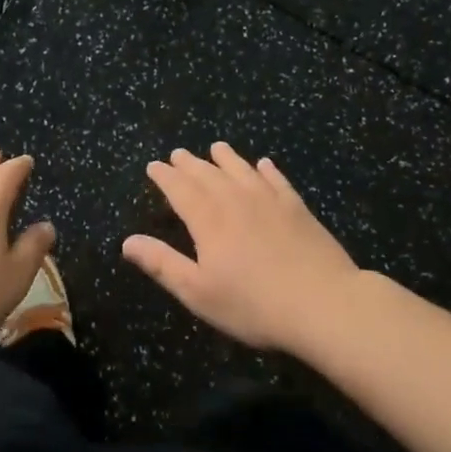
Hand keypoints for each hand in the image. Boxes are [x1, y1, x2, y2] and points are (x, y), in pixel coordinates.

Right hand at [123, 143, 359, 352]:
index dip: (165, 177)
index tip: (154, 166)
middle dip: (190, 164)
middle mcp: (235, 200)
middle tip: (178, 154)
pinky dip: (267, 170)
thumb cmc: (253, 304)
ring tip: (217, 147)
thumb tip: (127, 242)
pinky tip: (264, 164)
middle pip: (208, 174)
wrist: (323, 303)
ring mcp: (269, 200)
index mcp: (208, 219)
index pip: (180, 189)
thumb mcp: (198, 291)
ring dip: (226, 158)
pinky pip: (277, 180)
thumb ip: (162, 263)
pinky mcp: (297, 208)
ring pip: (241, 170)